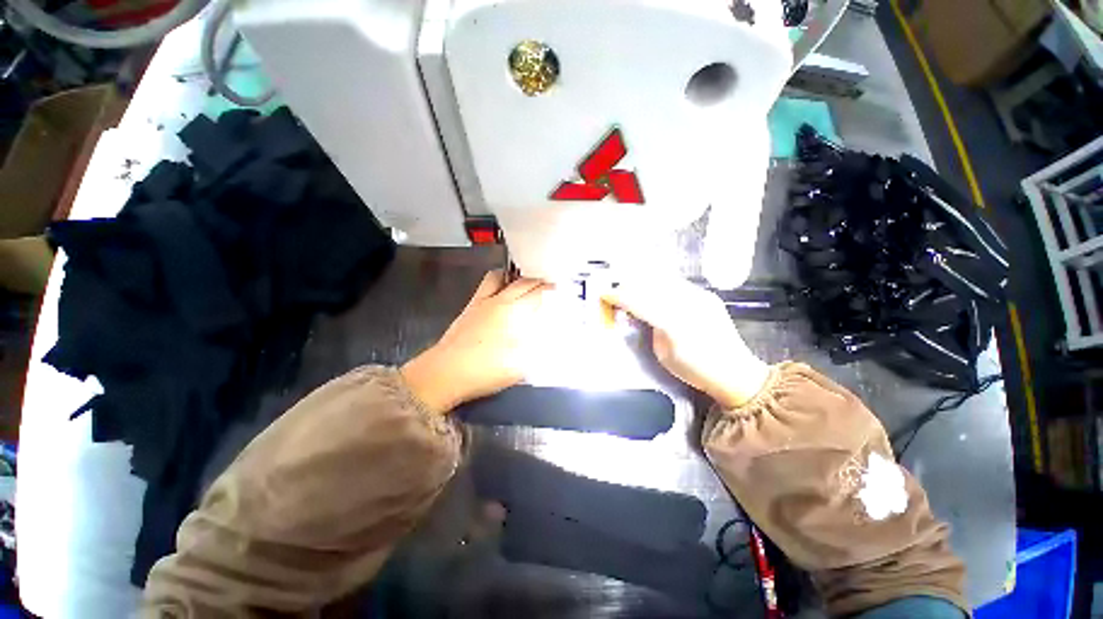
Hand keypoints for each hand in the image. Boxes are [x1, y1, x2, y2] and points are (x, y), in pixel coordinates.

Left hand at [400, 271, 553, 413]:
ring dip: (515, 278)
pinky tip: (501, 293)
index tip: (559, 289)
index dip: (550, 289)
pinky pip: (487, 285)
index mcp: (514, 313)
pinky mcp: (470, 307)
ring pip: (501, 278)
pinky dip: (498, 282)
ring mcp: (482, 302)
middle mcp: (499, 301)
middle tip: (548, 286)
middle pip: (523, 282)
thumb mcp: (520, 366)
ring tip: (524, 285)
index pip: (537, 293)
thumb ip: (537, 349)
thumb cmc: (485, 370)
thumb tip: (548, 337)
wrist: (446, 373)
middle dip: (538, 281)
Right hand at [603, 277, 768, 408]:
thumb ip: (649, 329)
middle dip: (628, 285)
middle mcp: (689, 304)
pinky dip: (658, 285)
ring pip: (662, 279)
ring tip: (630, 289)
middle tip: (615, 293)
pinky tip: (652, 292)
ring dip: (642, 282)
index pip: (639, 302)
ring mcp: (700, 296)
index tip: (604, 295)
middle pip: (649, 284)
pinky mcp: (706, 295)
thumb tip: (637, 313)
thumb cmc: (696, 371)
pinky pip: (675, 283)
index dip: (618, 296)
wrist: (736, 374)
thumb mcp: (663, 354)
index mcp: (675, 324)